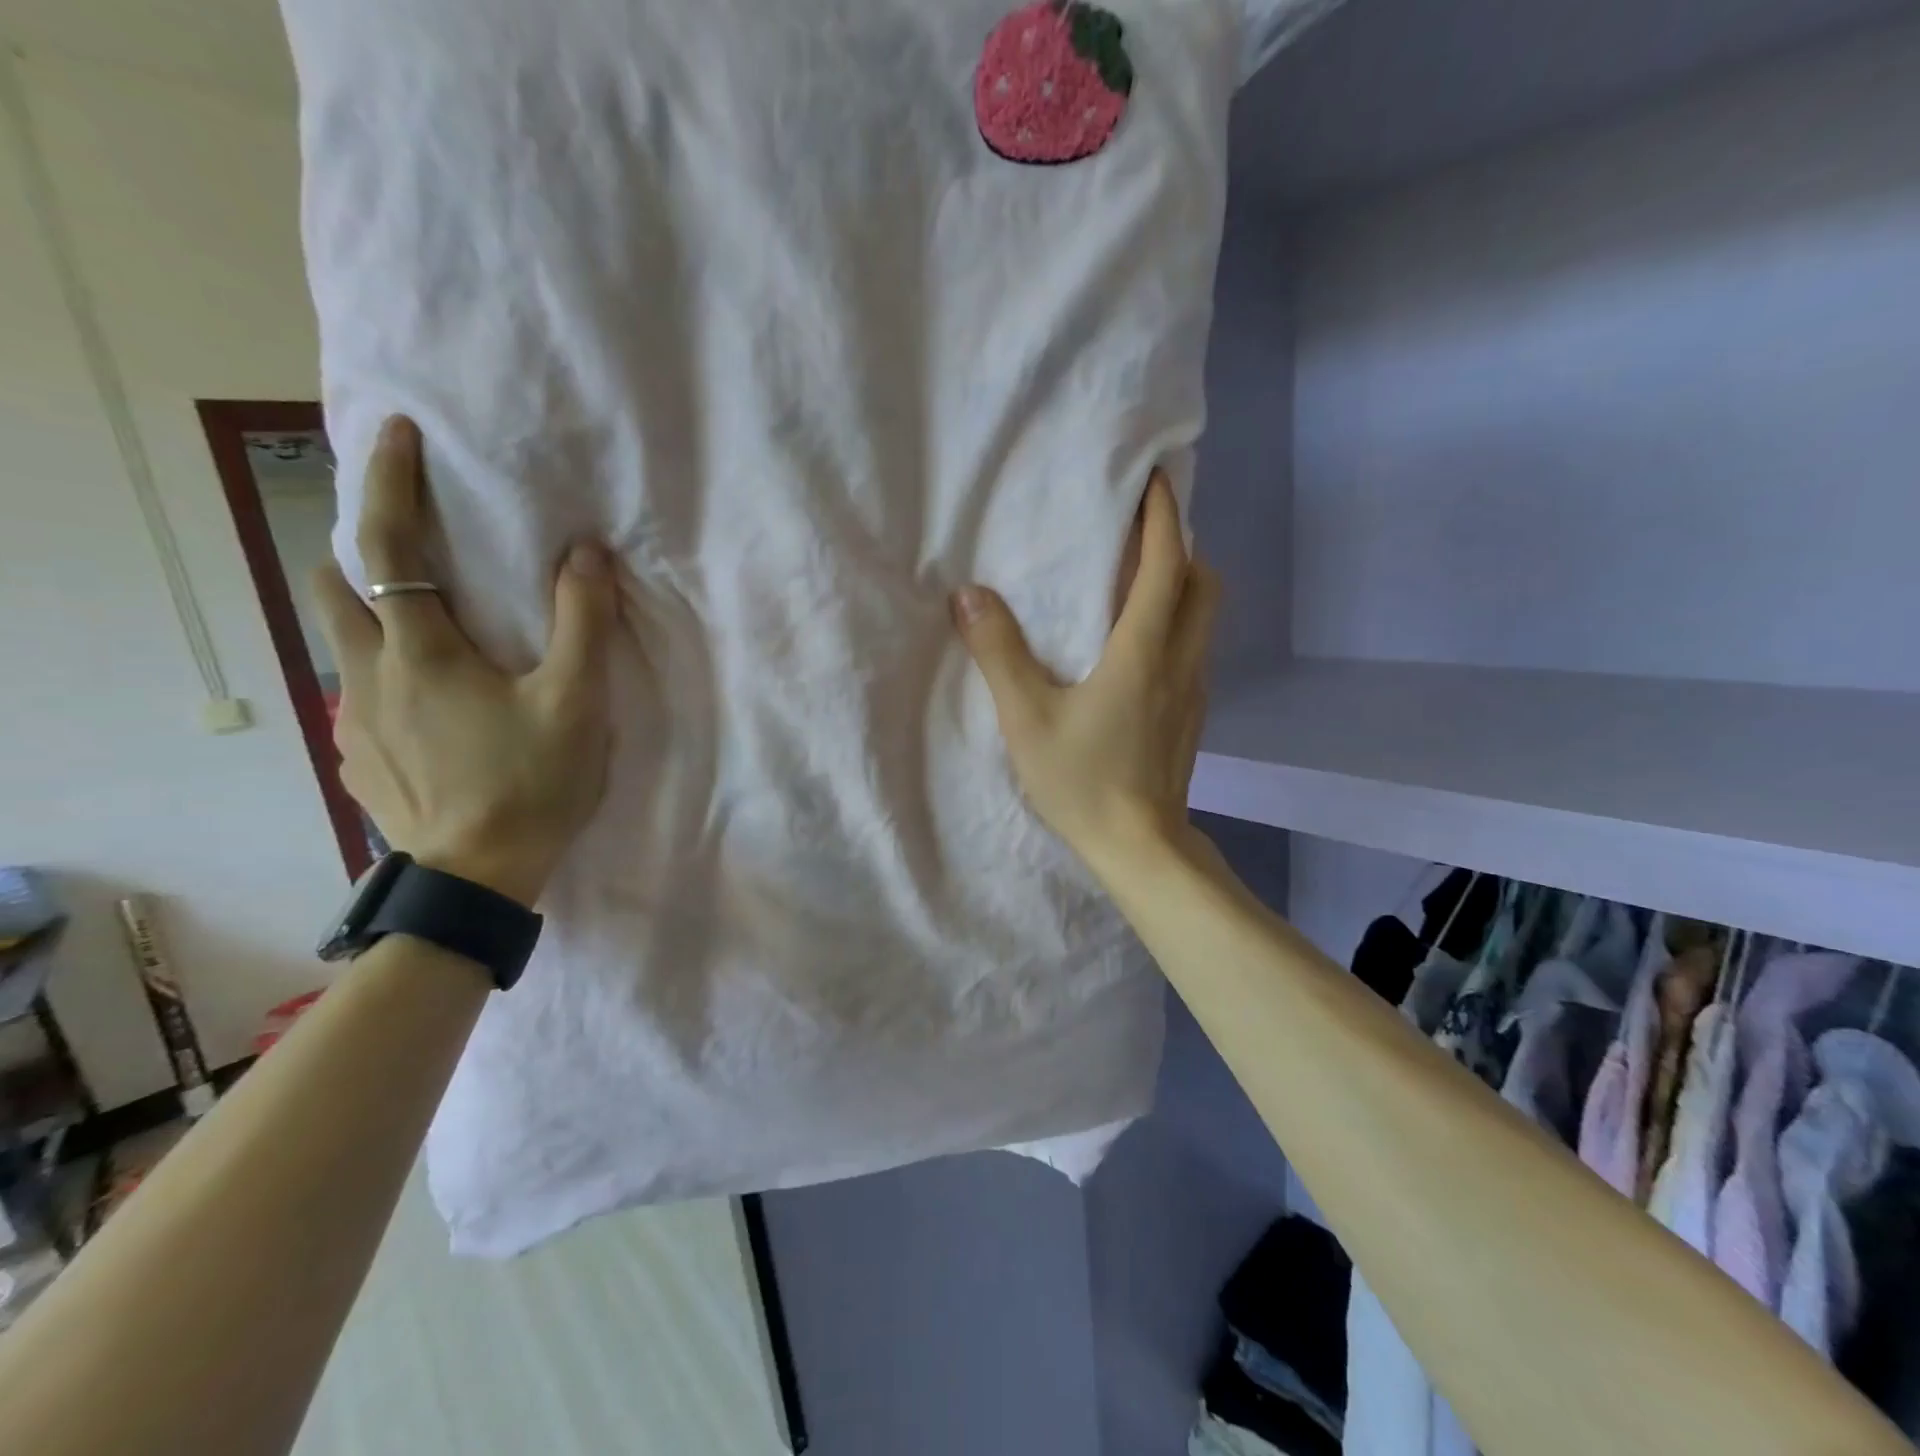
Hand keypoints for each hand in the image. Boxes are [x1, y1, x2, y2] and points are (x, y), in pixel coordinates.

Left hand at [312, 416, 617, 906]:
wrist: (479, 877)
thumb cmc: (532, 783)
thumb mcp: (576, 701)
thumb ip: (583, 622)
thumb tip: (584, 552)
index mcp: (420, 651)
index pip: (388, 547)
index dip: (389, 483)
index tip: (397, 434)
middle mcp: (369, 674)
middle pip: (335, 586)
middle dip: (363, 551)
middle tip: (417, 551)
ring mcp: (355, 720)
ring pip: (345, 642)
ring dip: (374, 615)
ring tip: (430, 631)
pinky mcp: (358, 757)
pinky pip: (361, 692)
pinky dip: (387, 673)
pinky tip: (432, 705)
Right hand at [952, 469, 1219, 876]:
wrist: (1140, 848)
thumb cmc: (1083, 780)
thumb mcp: (1026, 717)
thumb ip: (998, 653)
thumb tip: (969, 595)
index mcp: (1144, 649)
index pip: (1166, 564)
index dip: (1164, 516)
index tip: (1155, 480)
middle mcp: (1180, 660)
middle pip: (1203, 583)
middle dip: (1181, 547)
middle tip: (1142, 535)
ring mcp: (1193, 691)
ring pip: (1204, 618)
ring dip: (1182, 585)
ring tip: (1138, 582)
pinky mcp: (1192, 718)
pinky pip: (1194, 649)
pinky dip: (1177, 624)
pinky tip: (1139, 646)